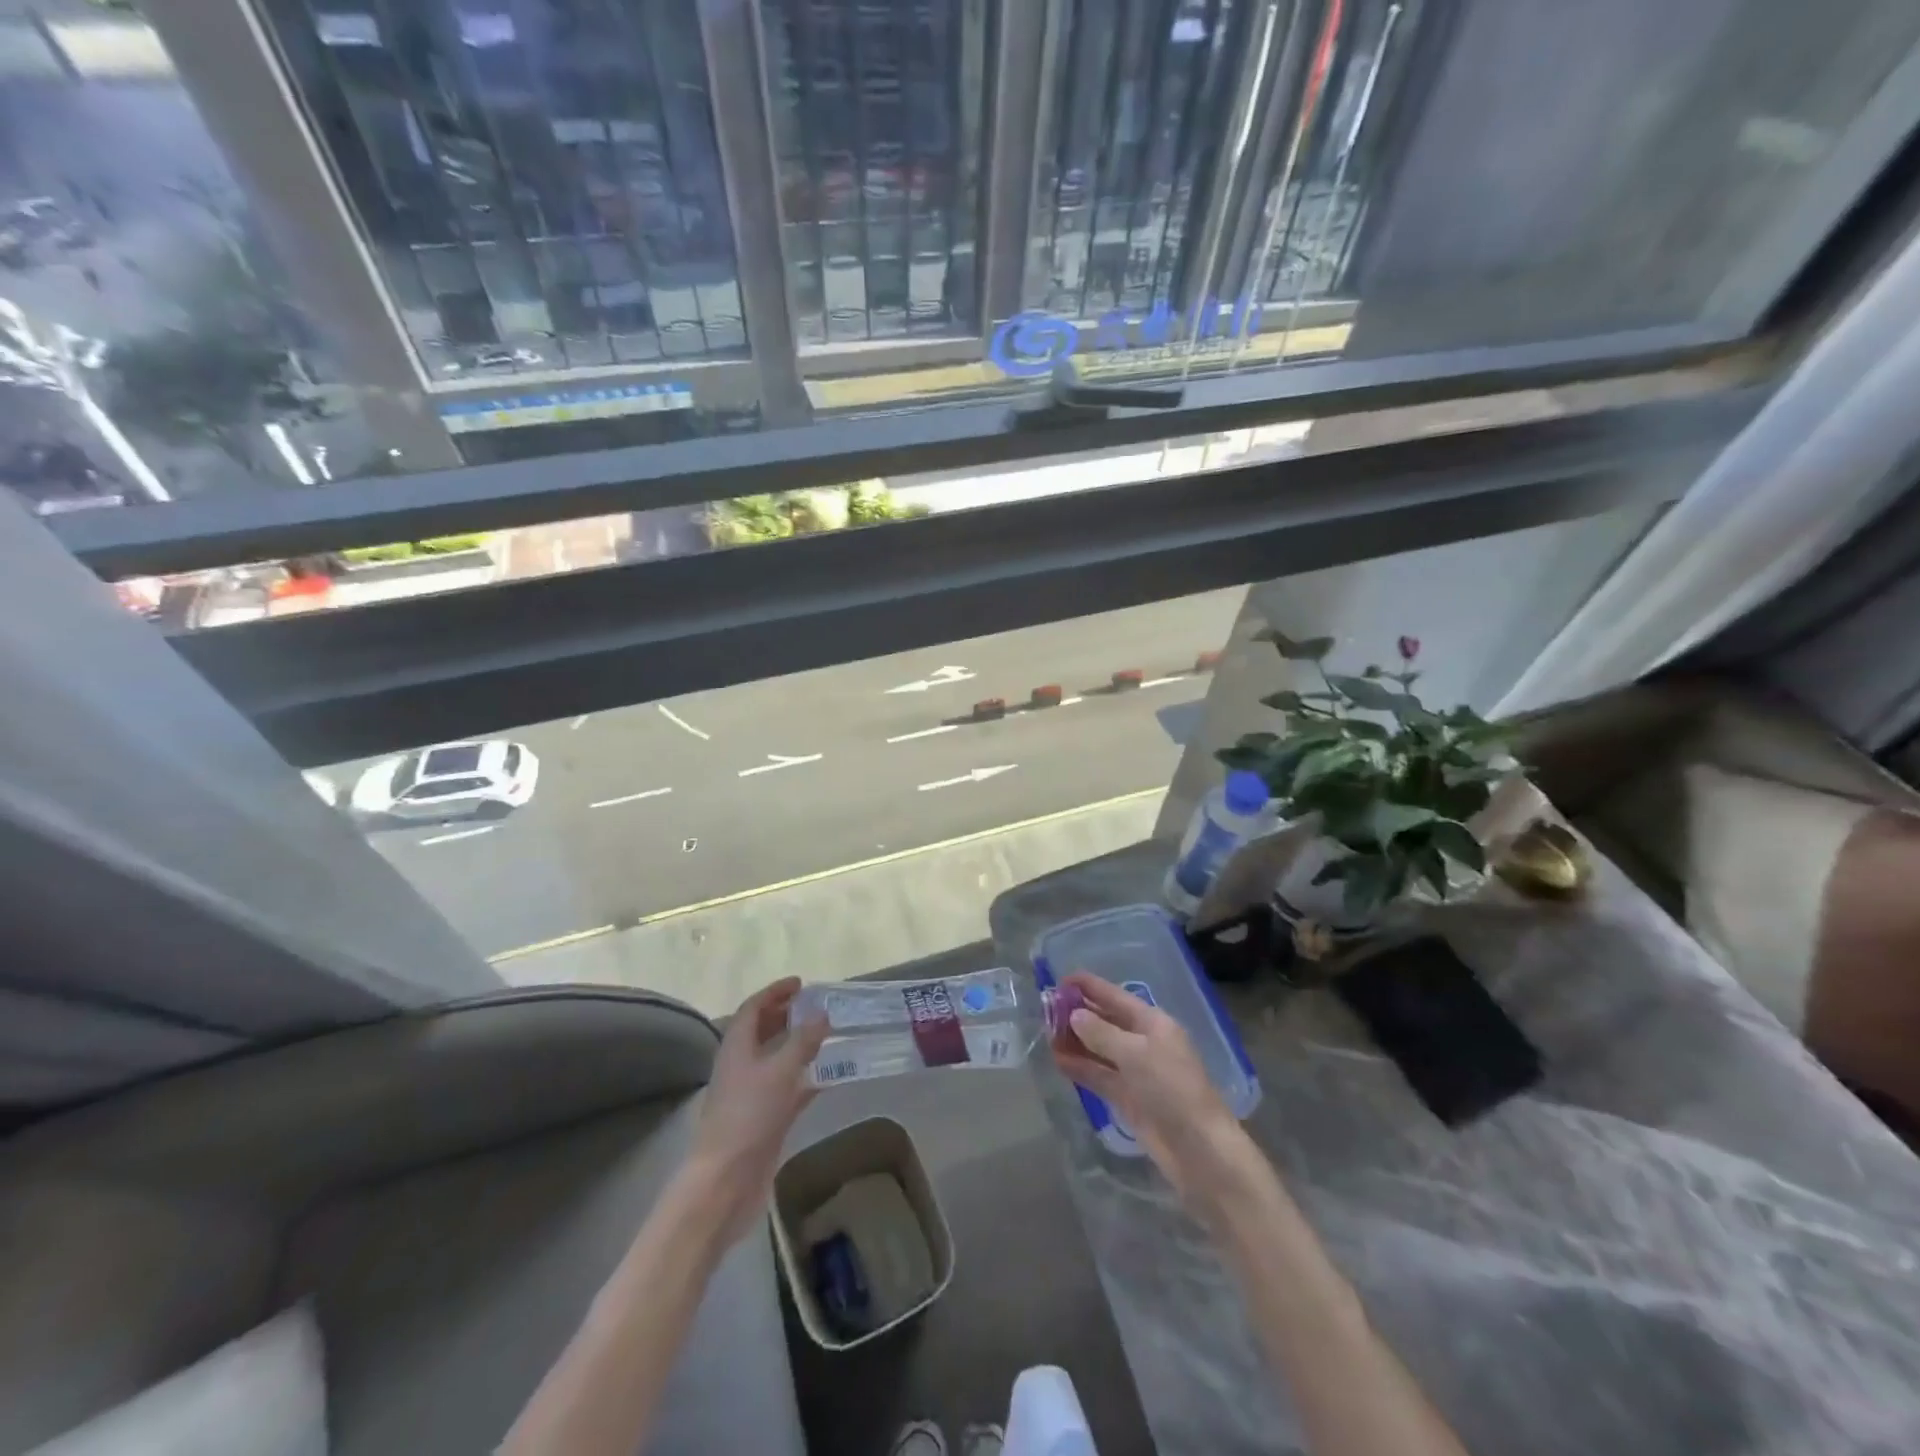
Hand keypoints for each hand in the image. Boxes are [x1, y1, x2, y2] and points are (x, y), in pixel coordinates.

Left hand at [684, 977, 828, 1246]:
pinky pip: (788, 1088)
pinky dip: (805, 1077)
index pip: (753, 1009)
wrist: (726, 1182)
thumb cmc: (748, 1117)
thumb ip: (803, 1041)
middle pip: (762, 1031)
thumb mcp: (779, 1071)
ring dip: (798, 1045)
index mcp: (736, 1047)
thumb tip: (822, 1013)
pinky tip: (828, 1076)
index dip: (774, 992)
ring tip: (827, 1035)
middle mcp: (741, 1066)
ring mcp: (752, 1094)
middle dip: (786, 1015)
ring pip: (776, 1059)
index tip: (800, 983)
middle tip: (816, 1007)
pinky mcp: (764, 1119)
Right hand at [1054, 972, 1255, 1209]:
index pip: (1115, 996)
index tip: (1060, 980)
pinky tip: (1057, 1061)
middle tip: (1045, 1009)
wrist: (1199, 1149)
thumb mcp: (1135, 1054)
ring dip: (1075, 1041)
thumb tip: (1075, 1015)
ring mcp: (1135, 1071)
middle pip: (1105, 1021)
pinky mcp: (1128, 1098)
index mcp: (1153, 1023)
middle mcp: (1143, 1042)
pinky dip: (1080, 1067)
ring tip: (1045, 1034)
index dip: (1089, 986)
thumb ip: (1101, 1033)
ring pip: (1099, 1049)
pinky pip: (1099, 1075)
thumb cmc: (1172, 1089)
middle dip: (1077, 1014)